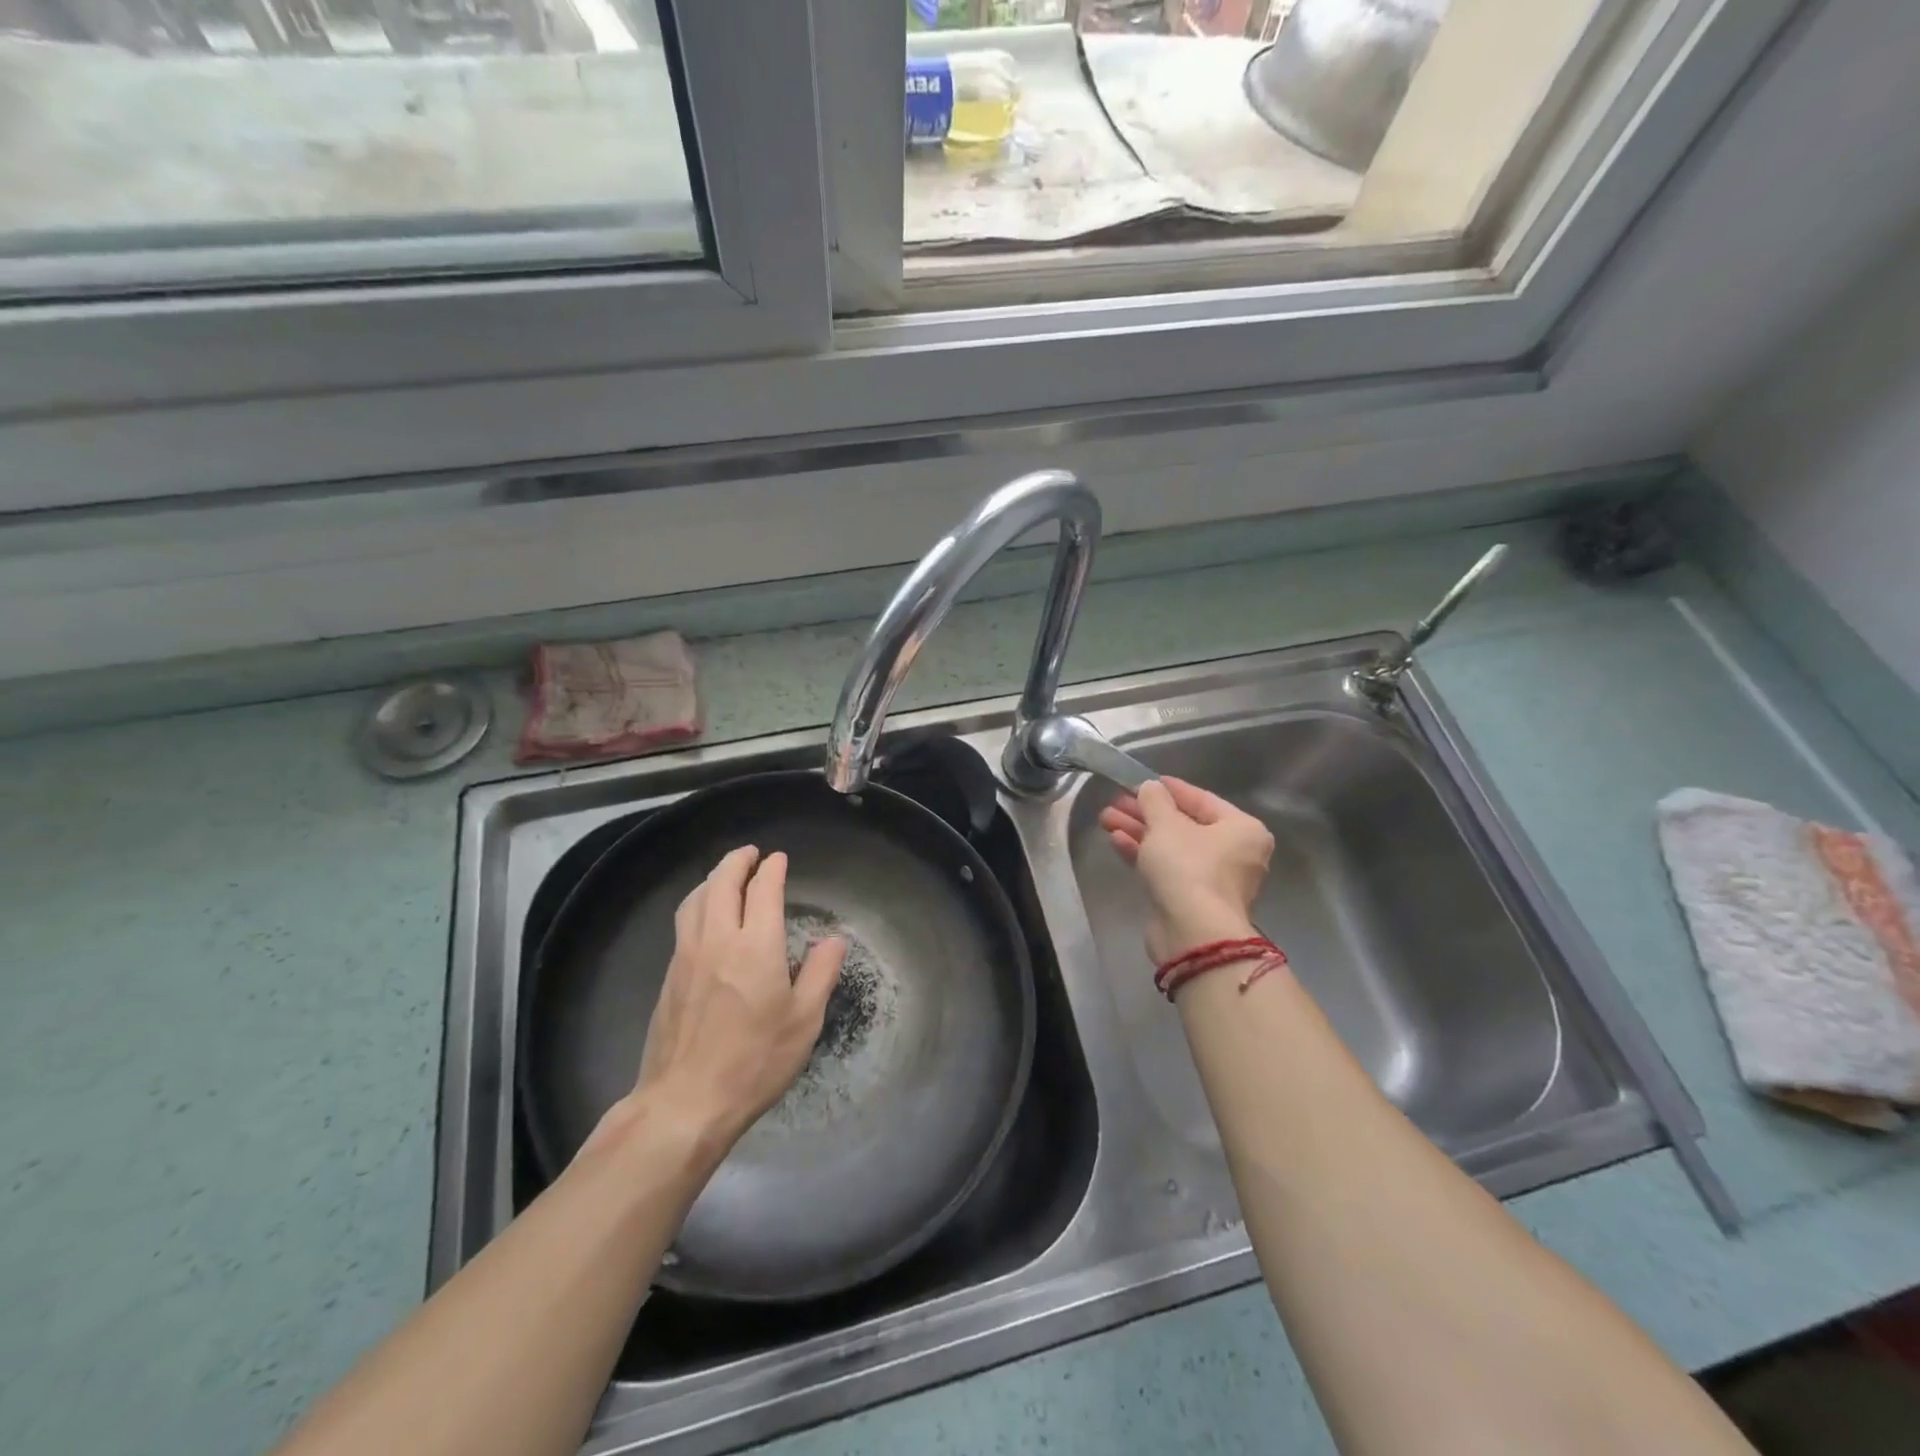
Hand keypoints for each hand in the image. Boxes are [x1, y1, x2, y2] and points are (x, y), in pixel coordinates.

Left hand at [620, 846, 846, 1150]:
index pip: (763, 890)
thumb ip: (820, 974)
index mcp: (756, 946)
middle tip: (751, 854)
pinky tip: (704, 917)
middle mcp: (718, 940)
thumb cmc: (754, 1062)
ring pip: (696, 899)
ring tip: (725, 876)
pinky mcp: (669, 977)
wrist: (684, 1102)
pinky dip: (698, 903)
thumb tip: (834, 939)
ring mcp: (687, 956)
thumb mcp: (803, 1021)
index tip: (779, 859)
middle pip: (722, 883)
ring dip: (713, 879)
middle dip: (737, 861)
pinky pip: (684, 922)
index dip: (772, 870)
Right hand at [1099, 777, 1273, 963]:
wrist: (1192, 932)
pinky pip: (1168, 868)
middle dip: (1146, 813)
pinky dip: (1144, 854)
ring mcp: (1214, 879)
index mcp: (1242, 829)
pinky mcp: (1192, 900)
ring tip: (1106, 819)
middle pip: (1184, 824)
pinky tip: (1116, 840)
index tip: (1142, 781)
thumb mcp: (1166, 824)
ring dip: (1139, 832)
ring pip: (1172, 847)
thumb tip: (1150, 787)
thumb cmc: (1188, 866)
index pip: (1202, 799)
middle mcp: (1235, 853)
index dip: (1169, 788)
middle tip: (1115, 802)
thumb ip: (1155, 800)